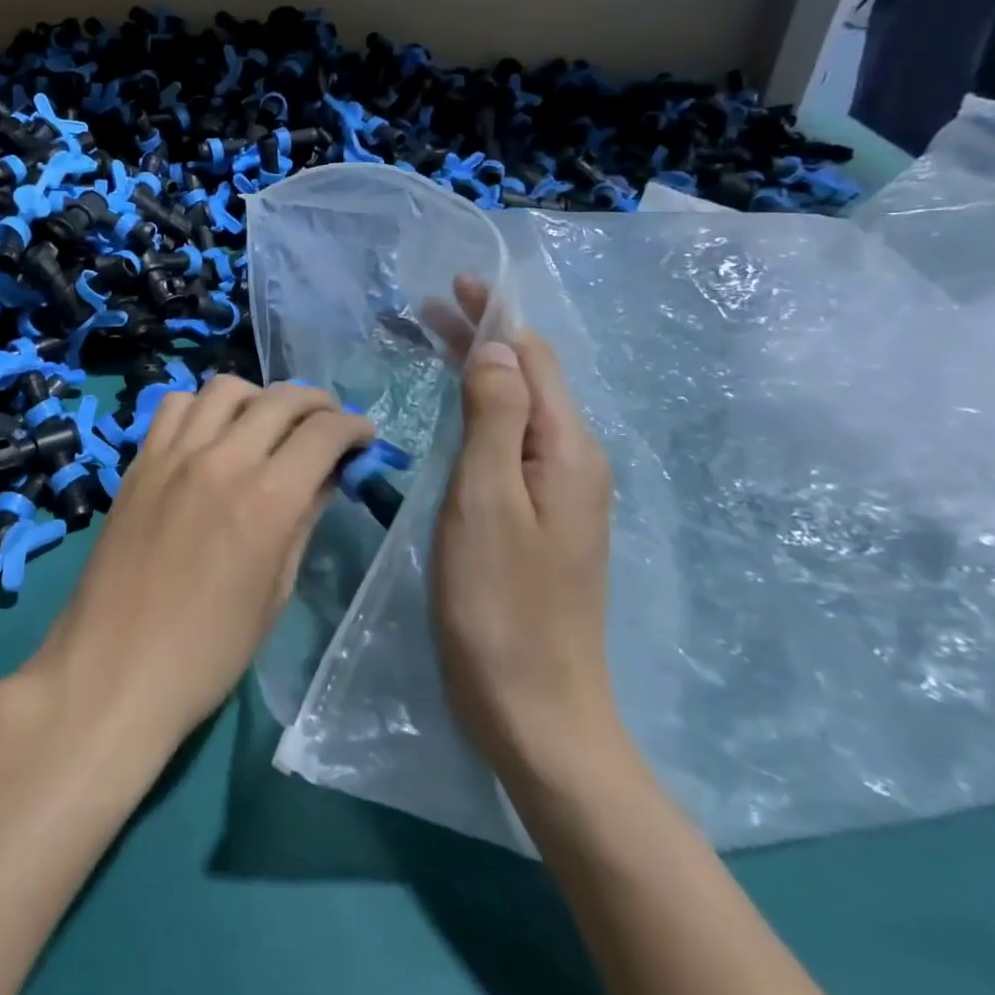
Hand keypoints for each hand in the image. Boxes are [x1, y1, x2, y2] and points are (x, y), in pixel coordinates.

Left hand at [22, 375, 375, 754]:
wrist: (114, 671)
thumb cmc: (208, 651)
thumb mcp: (275, 593)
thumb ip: (303, 523)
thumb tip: (326, 478)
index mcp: (267, 500)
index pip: (323, 433)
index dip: (353, 427)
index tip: (364, 436)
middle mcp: (222, 461)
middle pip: (280, 399)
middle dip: (316, 402)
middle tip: (328, 421)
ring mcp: (174, 455)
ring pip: (225, 388)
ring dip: (259, 396)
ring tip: (268, 421)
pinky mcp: (140, 461)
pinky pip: (175, 406)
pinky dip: (203, 405)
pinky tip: (211, 431)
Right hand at [427, 279, 620, 781]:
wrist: (536, 709)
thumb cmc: (499, 603)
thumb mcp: (485, 499)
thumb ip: (494, 416)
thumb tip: (495, 344)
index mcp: (567, 447)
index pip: (532, 355)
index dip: (493, 315)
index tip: (449, 285)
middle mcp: (573, 459)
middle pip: (527, 376)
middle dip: (480, 337)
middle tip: (421, 312)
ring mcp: (560, 492)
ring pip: (518, 408)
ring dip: (478, 370)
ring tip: (430, 347)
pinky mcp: (541, 517)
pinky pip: (512, 441)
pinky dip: (480, 410)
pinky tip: (454, 414)